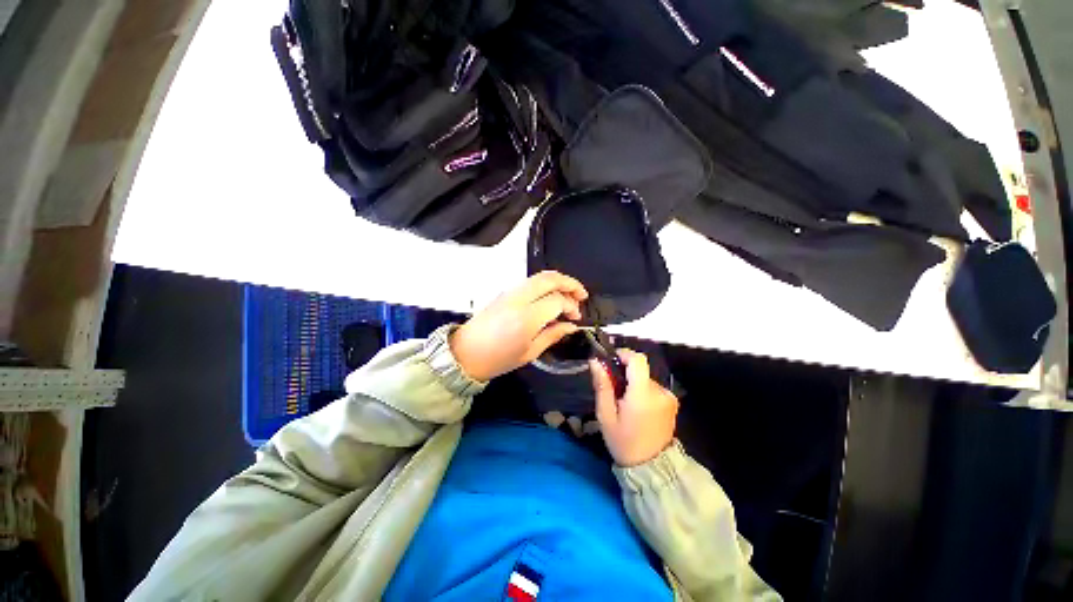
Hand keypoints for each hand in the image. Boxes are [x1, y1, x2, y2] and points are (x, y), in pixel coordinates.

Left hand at [450, 271, 588, 380]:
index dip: (571, 306)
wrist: (465, 353)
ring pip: (539, 276)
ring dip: (558, 282)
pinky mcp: (505, 292)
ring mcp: (510, 292)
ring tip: (569, 295)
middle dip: (570, 283)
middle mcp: (519, 299)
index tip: (576, 317)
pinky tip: (550, 296)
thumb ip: (553, 335)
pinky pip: (530, 282)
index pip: (557, 300)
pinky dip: (545, 284)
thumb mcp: (530, 352)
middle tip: (581, 295)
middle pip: (550, 279)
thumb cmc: (498, 359)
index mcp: (526, 318)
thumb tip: (571, 325)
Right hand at [591, 349, 678, 466]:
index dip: (624, 354)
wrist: (651, 467)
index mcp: (643, 394)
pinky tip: (636, 407)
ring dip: (633, 383)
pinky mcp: (672, 402)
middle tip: (613, 389)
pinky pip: (653, 387)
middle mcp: (660, 392)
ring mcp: (669, 397)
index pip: (638, 360)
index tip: (611, 360)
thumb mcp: (606, 415)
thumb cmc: (623, 442)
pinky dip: (642, 391)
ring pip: (646, 378)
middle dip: (625, 373)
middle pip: (640, 369)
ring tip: (624, 402)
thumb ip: (602, 386)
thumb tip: (595, 361)